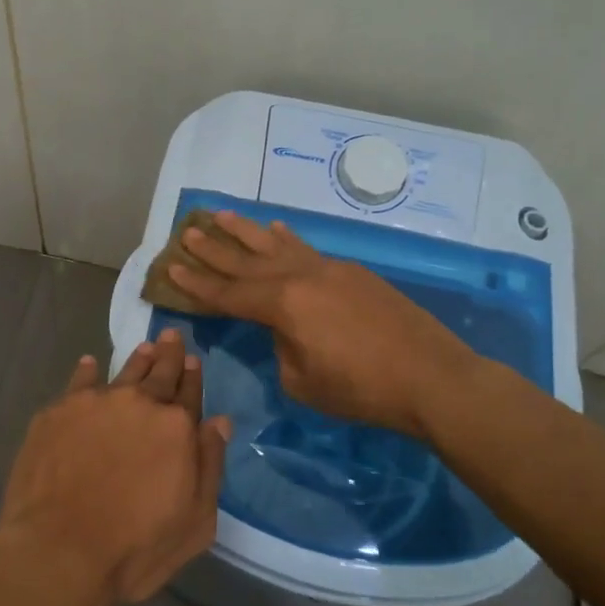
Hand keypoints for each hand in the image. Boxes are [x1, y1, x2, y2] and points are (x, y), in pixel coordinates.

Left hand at [0, 329, 231, 605]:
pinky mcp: (58, 410)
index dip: (193, 376)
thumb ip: (209, 466)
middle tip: (171, 336)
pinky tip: (89, 363)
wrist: (59, 551)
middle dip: (168, 354)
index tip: (194, 360)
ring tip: (144, 348)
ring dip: (136, 359)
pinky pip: (79, 381)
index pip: (189, 393)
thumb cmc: (135, 548)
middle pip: (159, 372)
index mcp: (176, 428)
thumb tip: (220, 422)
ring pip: (122, 371)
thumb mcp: (195, 522)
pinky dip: (87, 370)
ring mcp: (95, 402)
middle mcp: (138, 403)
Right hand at [167, 209, 482, 437]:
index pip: (228, 292)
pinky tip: (279, 229)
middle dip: (215, 247)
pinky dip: (287, 239)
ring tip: (223, 215)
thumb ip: (282, 349)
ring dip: (247, 230)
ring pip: (278, 244)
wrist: (432, 377)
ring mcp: (329, 269)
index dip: (198, 283)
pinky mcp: (353, 272)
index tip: (172, 267)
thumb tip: (284, 331)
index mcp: (283, 305)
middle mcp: (301, 276)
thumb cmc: (362, 390)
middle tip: (189, 231)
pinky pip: (307, 249)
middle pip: (247, 259)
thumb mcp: (303, 382)